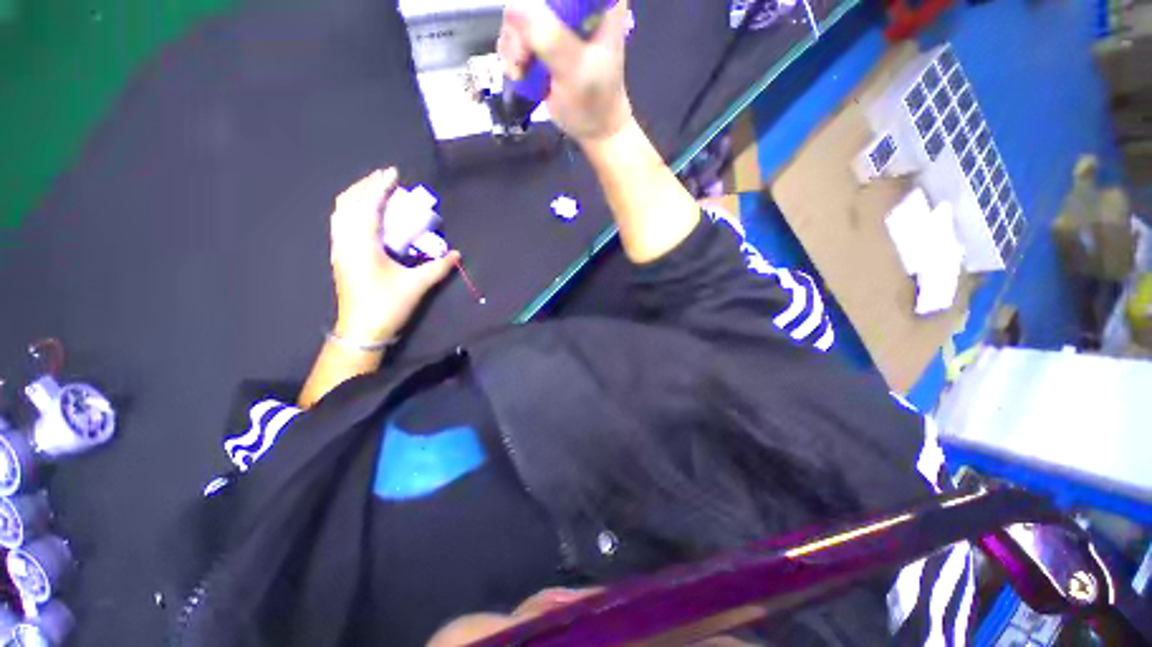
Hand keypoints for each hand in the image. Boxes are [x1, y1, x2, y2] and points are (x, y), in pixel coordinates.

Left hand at [329, 168, 459, 344]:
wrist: (361, 330)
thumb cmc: (387, 305)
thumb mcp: (417, 285)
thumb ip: (438, 267)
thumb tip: (456, 254)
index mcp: (363, 244)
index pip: (368, 205)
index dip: (379, 186)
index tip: (393, 173)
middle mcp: (346, 241)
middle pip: (348, 202)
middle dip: (365, 185)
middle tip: (385, 178)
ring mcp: (339, 248)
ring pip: (340, 212)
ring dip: (356, 196)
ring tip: (374, 191)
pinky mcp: (340, 256)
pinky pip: (341, 223)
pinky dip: (352, 209)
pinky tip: (365, 214)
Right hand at [499, 0, 632, 144]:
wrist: (593, 128)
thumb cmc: (593, 102)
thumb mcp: (576, 71)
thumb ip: (551, 39)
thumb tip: (514, 7)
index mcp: (599, 1)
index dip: (538, 7)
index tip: (535, 39)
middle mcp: (576, 2)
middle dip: (521, 28)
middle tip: (524, 59)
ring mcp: (557, 18)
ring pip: (519, 12)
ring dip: (513, 44)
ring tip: (521, 71)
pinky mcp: (543, 37)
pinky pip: (515, 30)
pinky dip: (510, 52)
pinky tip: (518, 72)